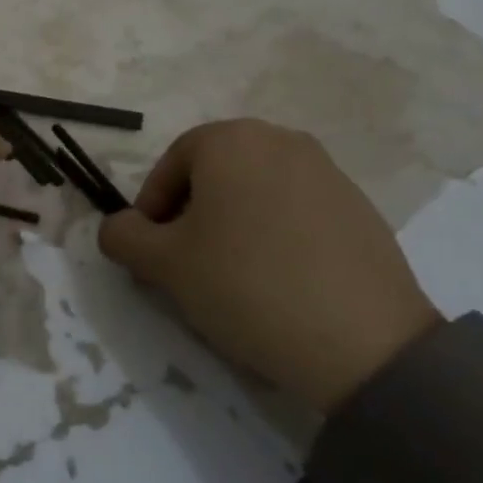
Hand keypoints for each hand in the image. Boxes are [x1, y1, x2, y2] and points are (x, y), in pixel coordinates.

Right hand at [98, 119, 441, 412]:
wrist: (364, 342)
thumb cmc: (246, 285)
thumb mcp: (163, 264)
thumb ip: (123, 236)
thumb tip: (118, 227)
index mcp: (230, 140)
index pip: (169, 166)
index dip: (151, 210)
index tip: (152, 254)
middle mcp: (280, 139)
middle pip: (213, 174)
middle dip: (191, 216)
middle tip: (186, 265)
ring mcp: (327, 171)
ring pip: (254, 192)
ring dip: (232, 225)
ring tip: (233, 277)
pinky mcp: (360, 207)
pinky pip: (296, 211)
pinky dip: (275, 236)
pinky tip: (279, 281)